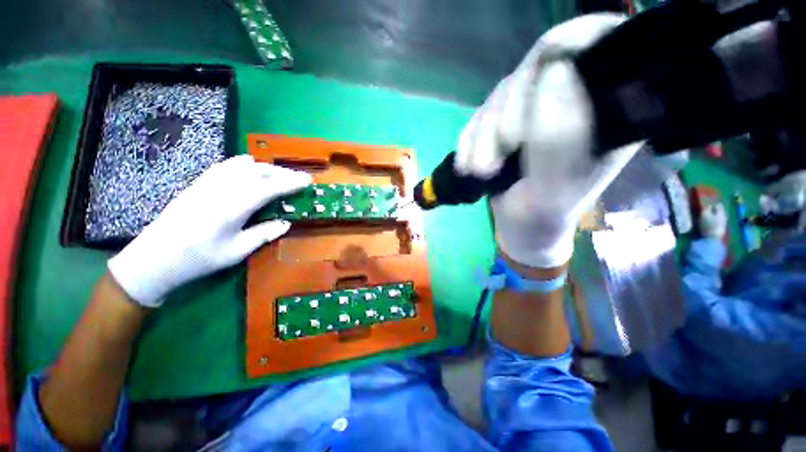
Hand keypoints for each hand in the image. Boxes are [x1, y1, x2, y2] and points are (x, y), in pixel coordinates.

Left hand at [108, 155, 310, 306]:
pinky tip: (250, 169)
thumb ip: (263, 234)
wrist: (154, 258)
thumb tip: (285, 223)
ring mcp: (208, 183)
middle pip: (258, 171)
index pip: (269, 188)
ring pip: (243, 165)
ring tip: (279, 175)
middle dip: (283, 173)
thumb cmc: (198, 259)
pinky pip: (226, 165)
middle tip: (299, 179)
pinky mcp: (199, 183)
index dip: (291, 182)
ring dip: (266, 167)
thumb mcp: (236, 252)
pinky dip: (245, 164)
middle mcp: (221, 189)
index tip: (308, 180)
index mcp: (233, 207)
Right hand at [455, 14, 641, 267]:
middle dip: (503, 118)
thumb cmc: (542, 217)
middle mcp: (571, 100)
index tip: (533, 91)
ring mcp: (533, 110)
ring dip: (481, 137)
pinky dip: (469, 141)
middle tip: (492, 163)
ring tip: (479, 172)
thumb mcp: (553, 188)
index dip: (563, 49)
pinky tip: (468, 167)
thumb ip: (558, 140)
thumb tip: (555, 72)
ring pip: (500, 95)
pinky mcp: (505, 123)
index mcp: (606, 110)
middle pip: (533, 70)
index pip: (596, 45)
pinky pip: (480, 116)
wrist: (520, 228)